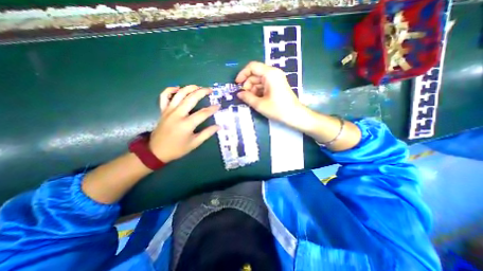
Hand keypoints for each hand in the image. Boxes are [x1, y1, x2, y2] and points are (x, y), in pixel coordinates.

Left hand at [149, 86, 220, 162]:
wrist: (156, 151)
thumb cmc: (177, 148)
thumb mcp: (194, 143)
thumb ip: (207, 133)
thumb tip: (218, 126)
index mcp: (187, 124)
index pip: (203, 113)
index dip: (212, 109)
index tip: (218, 106)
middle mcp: (178, 114)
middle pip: (191, 98)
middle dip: (202, 92)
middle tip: (210, 90)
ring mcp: (169, 111)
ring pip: (179, 94)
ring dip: (189, 88)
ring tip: (198, 87)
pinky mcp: (163, 110)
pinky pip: (164, 96)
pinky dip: (170, 90)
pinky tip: (178, 89)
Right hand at [234, 61, 304, 127]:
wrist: (294, 115)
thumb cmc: (277, 109)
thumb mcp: (259, 104)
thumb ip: (247, 97)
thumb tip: (239, 93)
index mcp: (270, 74)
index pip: (252, 67)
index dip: (242, 74)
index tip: (237, 84)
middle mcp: (273, 73)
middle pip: (255, 74)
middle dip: (248, 85)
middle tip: (244, 96)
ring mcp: (276, 79)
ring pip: (259, 80)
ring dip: (253, 89)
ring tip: (251, 100)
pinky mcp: (277, 85)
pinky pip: (264, 85)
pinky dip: (258, 91)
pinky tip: (257, 100)